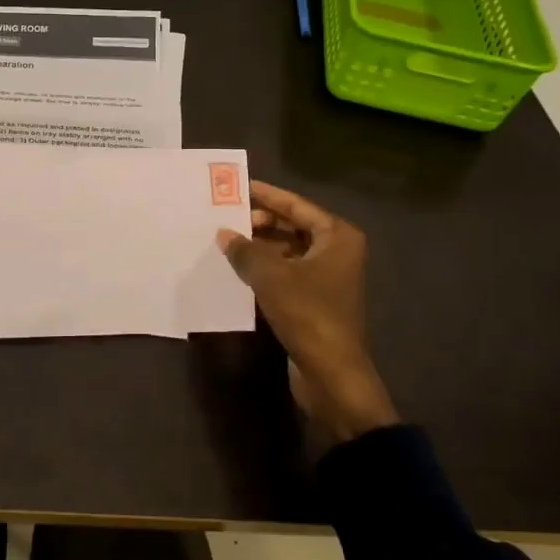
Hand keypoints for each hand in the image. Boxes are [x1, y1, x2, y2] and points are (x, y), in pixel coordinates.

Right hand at [217, 180, 397, 443]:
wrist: (331, 374)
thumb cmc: (308, 313)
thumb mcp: (270, 276)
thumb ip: (245, 250)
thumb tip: (223, 234)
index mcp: (336, 236)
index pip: (295, 204)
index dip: (265, 195)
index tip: (237, 186)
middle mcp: (336, 251)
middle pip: (292, 226)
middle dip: (259, 222)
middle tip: (225, 218)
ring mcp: (327, 277)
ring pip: (287, 251)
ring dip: (258, 247)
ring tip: (224, 241)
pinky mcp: (315, 300)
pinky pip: (285, 273)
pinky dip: (264, 269)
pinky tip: (236, 269)